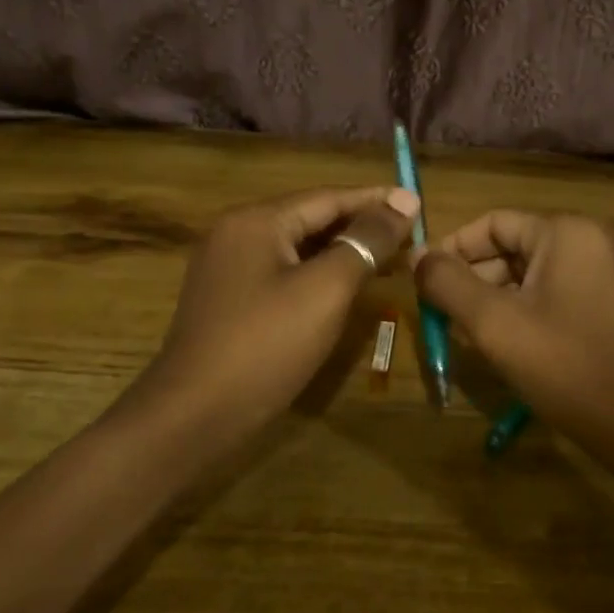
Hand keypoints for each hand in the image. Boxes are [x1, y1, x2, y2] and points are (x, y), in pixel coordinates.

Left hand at [133, 186, 419, 443]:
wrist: (194, 415)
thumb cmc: (266, 345)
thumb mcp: (326, 289)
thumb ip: (366, 241)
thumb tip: (404, 201)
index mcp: (256, 221)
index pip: (328, 197)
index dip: (376, 200)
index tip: (418, 204)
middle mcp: (236, 233)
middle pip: (311, 219)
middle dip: (361, 227)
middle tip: (411, 237)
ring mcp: (227, 269)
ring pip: (297, 249)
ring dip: (342, 253)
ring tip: (389, 260)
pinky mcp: (228, 301)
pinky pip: (282, 274)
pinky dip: (318, 276)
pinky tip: (345, 290)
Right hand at [413, 212, 613, 461]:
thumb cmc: (567, 368)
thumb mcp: (495, 324)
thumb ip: (447, 283)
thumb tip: (417, 255)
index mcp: (569, 231)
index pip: (494, 223)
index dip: (453, 250)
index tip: (423, 284)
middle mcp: (595, 238)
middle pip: (515, 246)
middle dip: (475, 279)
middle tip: (444, 317)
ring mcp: (612, 269)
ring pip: (535, 272)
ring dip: (498, 298)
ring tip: (470, 336)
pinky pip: (559, 290)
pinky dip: (528, 309)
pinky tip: (509, 343)